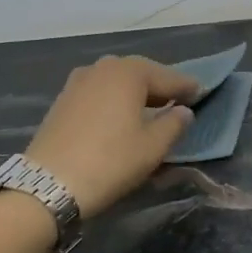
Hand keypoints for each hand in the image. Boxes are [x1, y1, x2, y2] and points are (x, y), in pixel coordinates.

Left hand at [25, 56, 198, 217]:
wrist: (49, 184)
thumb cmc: (111, 162)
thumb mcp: (153, 147)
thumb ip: (174, 124)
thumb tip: (184, 111)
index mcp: (128, 72)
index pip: (167, 76)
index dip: (187, 87)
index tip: (202, 92)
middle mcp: (102, 68)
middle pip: (140, 73)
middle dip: (159, 86)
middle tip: (177, 100)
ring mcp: (78, 82)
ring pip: (116, 82)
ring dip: (135, 93)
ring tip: (149, 109)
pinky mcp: (63, 100)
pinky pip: (99, 93)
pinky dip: (114, 100)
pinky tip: (120, 116)